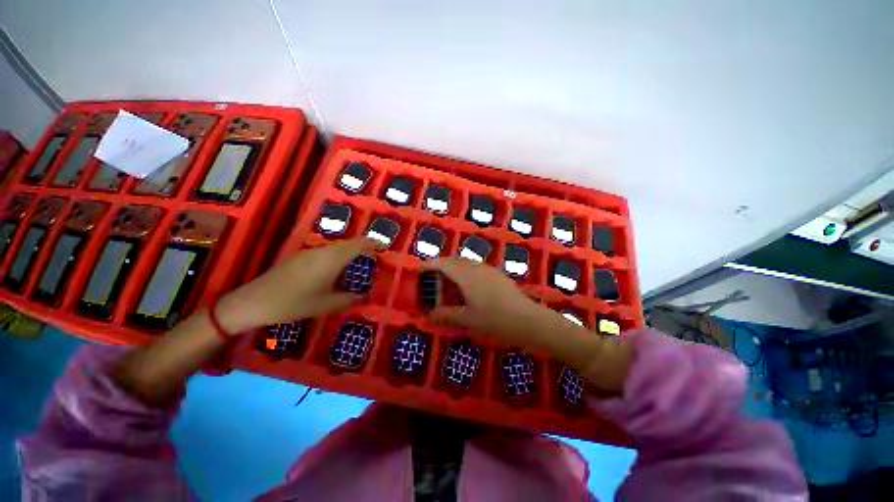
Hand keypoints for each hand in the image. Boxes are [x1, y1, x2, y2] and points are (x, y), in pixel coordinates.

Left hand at [217, 238, 376, 332]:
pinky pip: (327, 252)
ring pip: (338, 247)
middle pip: (350, 244)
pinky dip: (338, 257)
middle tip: (374, 262)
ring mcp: (310, 252)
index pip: (359, 244)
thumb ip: (350, 299)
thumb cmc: (295, 303)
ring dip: (350, 253)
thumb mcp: (327, 305)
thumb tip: (366, 295)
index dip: (373, 244)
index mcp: (333, 259)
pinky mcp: (301, 257)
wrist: (254, 301)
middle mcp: (323, 251)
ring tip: (358, 267)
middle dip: (364, 249)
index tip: (384, 250)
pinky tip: (336, 272)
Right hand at [424, 258, 546, 345]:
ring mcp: (489, 270)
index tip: (420, 269)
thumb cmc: (495, 320)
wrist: (527, 320)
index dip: (430, 264)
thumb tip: (428, 315)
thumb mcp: (467, 320)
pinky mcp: (497, 275)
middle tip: (432, 276)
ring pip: (466, 263)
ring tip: (448, 281)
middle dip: (441, 265)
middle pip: (455, 261)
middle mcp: (477, 268)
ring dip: (454, 268)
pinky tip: (468, 286)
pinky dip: (465, 272)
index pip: (444, 264)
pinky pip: (476, 268)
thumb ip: (446, 315)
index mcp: (466, 276)